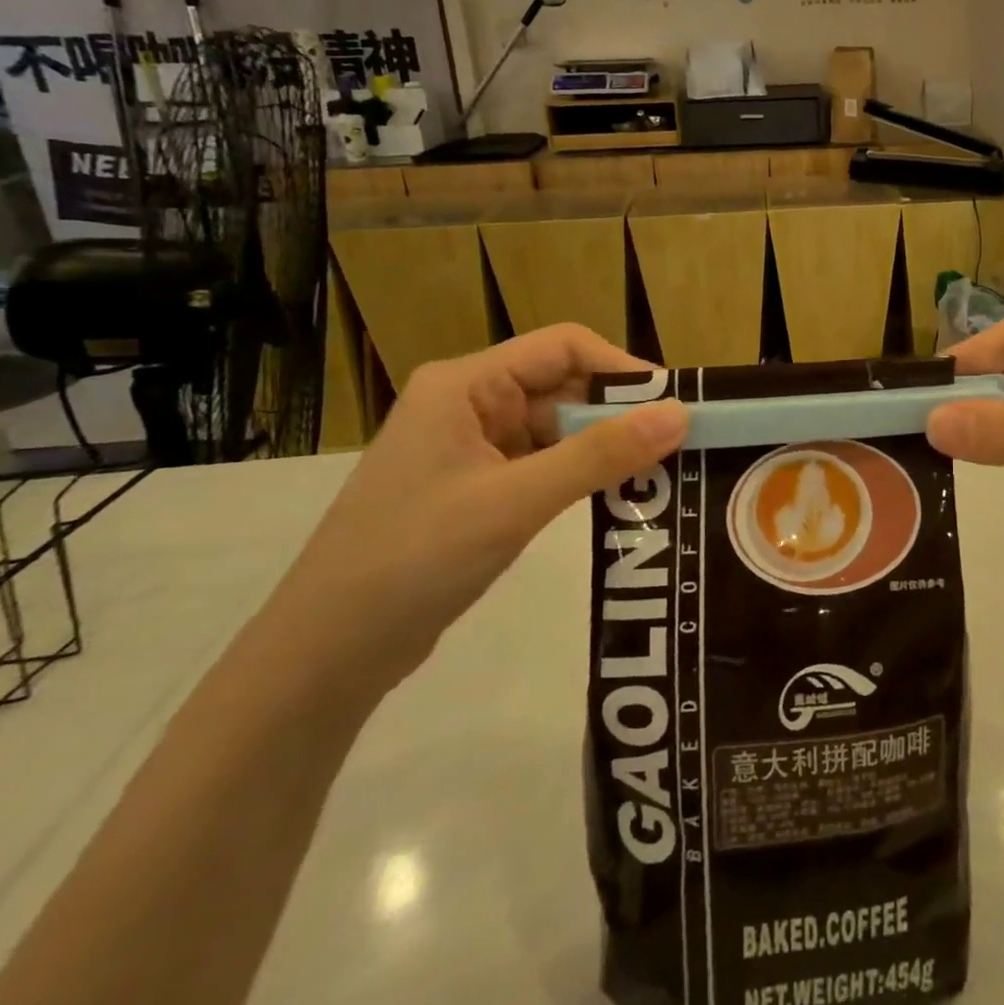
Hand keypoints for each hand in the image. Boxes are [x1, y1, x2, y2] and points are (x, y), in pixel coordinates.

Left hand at [265, 325, 688, 692]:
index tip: (674, 406)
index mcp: (466, 384)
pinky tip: (617, 500)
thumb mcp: (514, 502)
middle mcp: (470, 403)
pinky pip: (544, 465)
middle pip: (564, 386)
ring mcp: (472, 448)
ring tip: (660, 476)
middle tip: (678, 447)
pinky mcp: (478, 488)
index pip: (564, 347)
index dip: (623, 369)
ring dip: (604, 449)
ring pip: (558, 429)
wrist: (323, 658)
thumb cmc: (412, 560)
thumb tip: (680, 414)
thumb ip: (599, 455)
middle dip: (620, 414)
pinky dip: (581, 477)